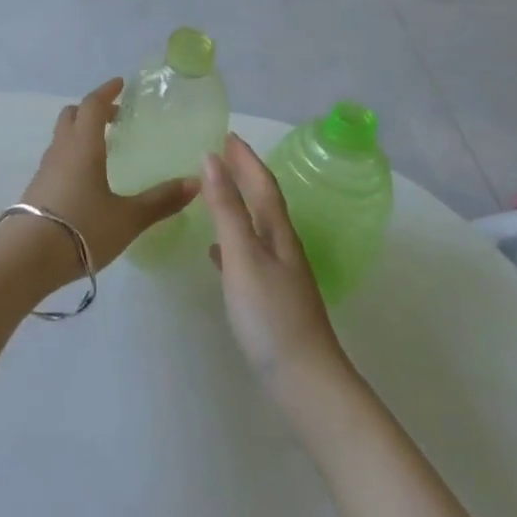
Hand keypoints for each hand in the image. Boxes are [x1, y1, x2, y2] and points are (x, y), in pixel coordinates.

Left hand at [16, 77, 198, 273]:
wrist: (26, 257)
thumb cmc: (82, 229)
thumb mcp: (128, 218)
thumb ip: (160, 201)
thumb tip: (195, 182)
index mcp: (84, 145)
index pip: (93, 105)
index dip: (107, 92)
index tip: (121, 84)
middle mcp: (62, 150)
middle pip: (72, 115)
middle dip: (92, 109)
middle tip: (115, 116)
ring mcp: (45, 169)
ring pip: (62, 137)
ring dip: (80, 131)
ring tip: (103, 147)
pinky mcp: (37, 189)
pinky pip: (57, 158)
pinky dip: (72, 154)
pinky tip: (86, 178)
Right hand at [205, 134, 347, 394]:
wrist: (305, 381)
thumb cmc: (271, 314)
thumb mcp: (243, 256)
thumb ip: (226, 208)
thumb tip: (211, 159)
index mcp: (277, 233)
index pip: (263, 185)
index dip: (246, 159)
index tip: (228, 135)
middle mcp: (282, 248)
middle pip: (264, 202)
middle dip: (245, 176)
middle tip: (222, 154)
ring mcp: (280, 275)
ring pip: (257, 227)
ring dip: (238, 205)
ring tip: (216, 192)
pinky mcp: (272, 299)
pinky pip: (249, 256)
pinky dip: (232, 243)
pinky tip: (217, 252)